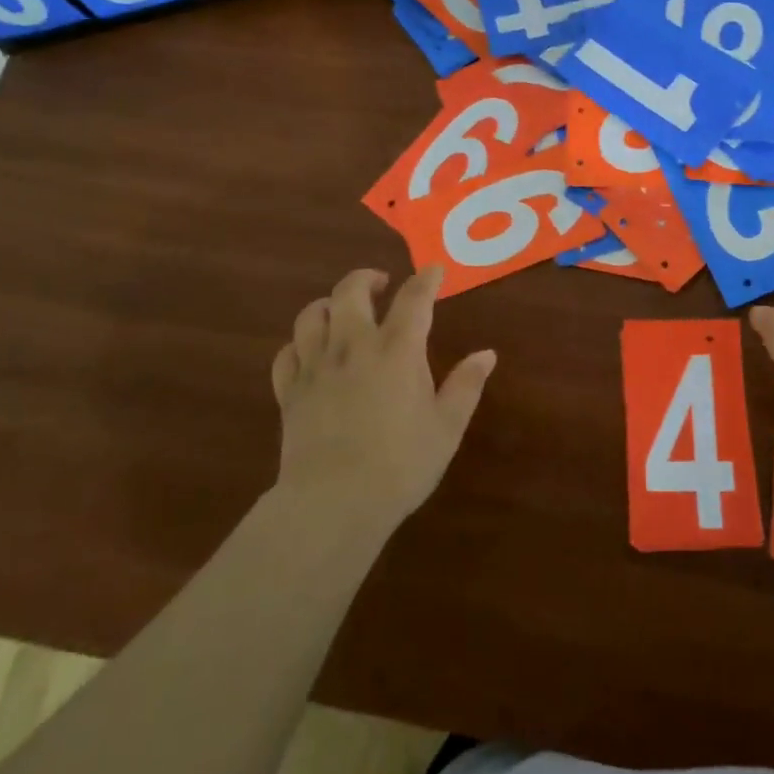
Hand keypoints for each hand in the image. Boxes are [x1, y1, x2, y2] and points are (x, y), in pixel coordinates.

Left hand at [270, 266, 494, 534]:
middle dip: (366, 278)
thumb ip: (466, 385)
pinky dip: (298, 344)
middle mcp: (354, 346)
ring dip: (329, 304)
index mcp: (397, 349)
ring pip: (312, 315)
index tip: (433, 270)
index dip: (426, 279)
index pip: (414, 298)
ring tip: (341, 311)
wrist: (333, 503)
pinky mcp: (289, 392)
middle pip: (351, 291)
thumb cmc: (400, 464)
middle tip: (381, 285)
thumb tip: (487, 354)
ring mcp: (316, 367)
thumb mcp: (447, 427)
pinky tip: (309, 352)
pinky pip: (286, 354)